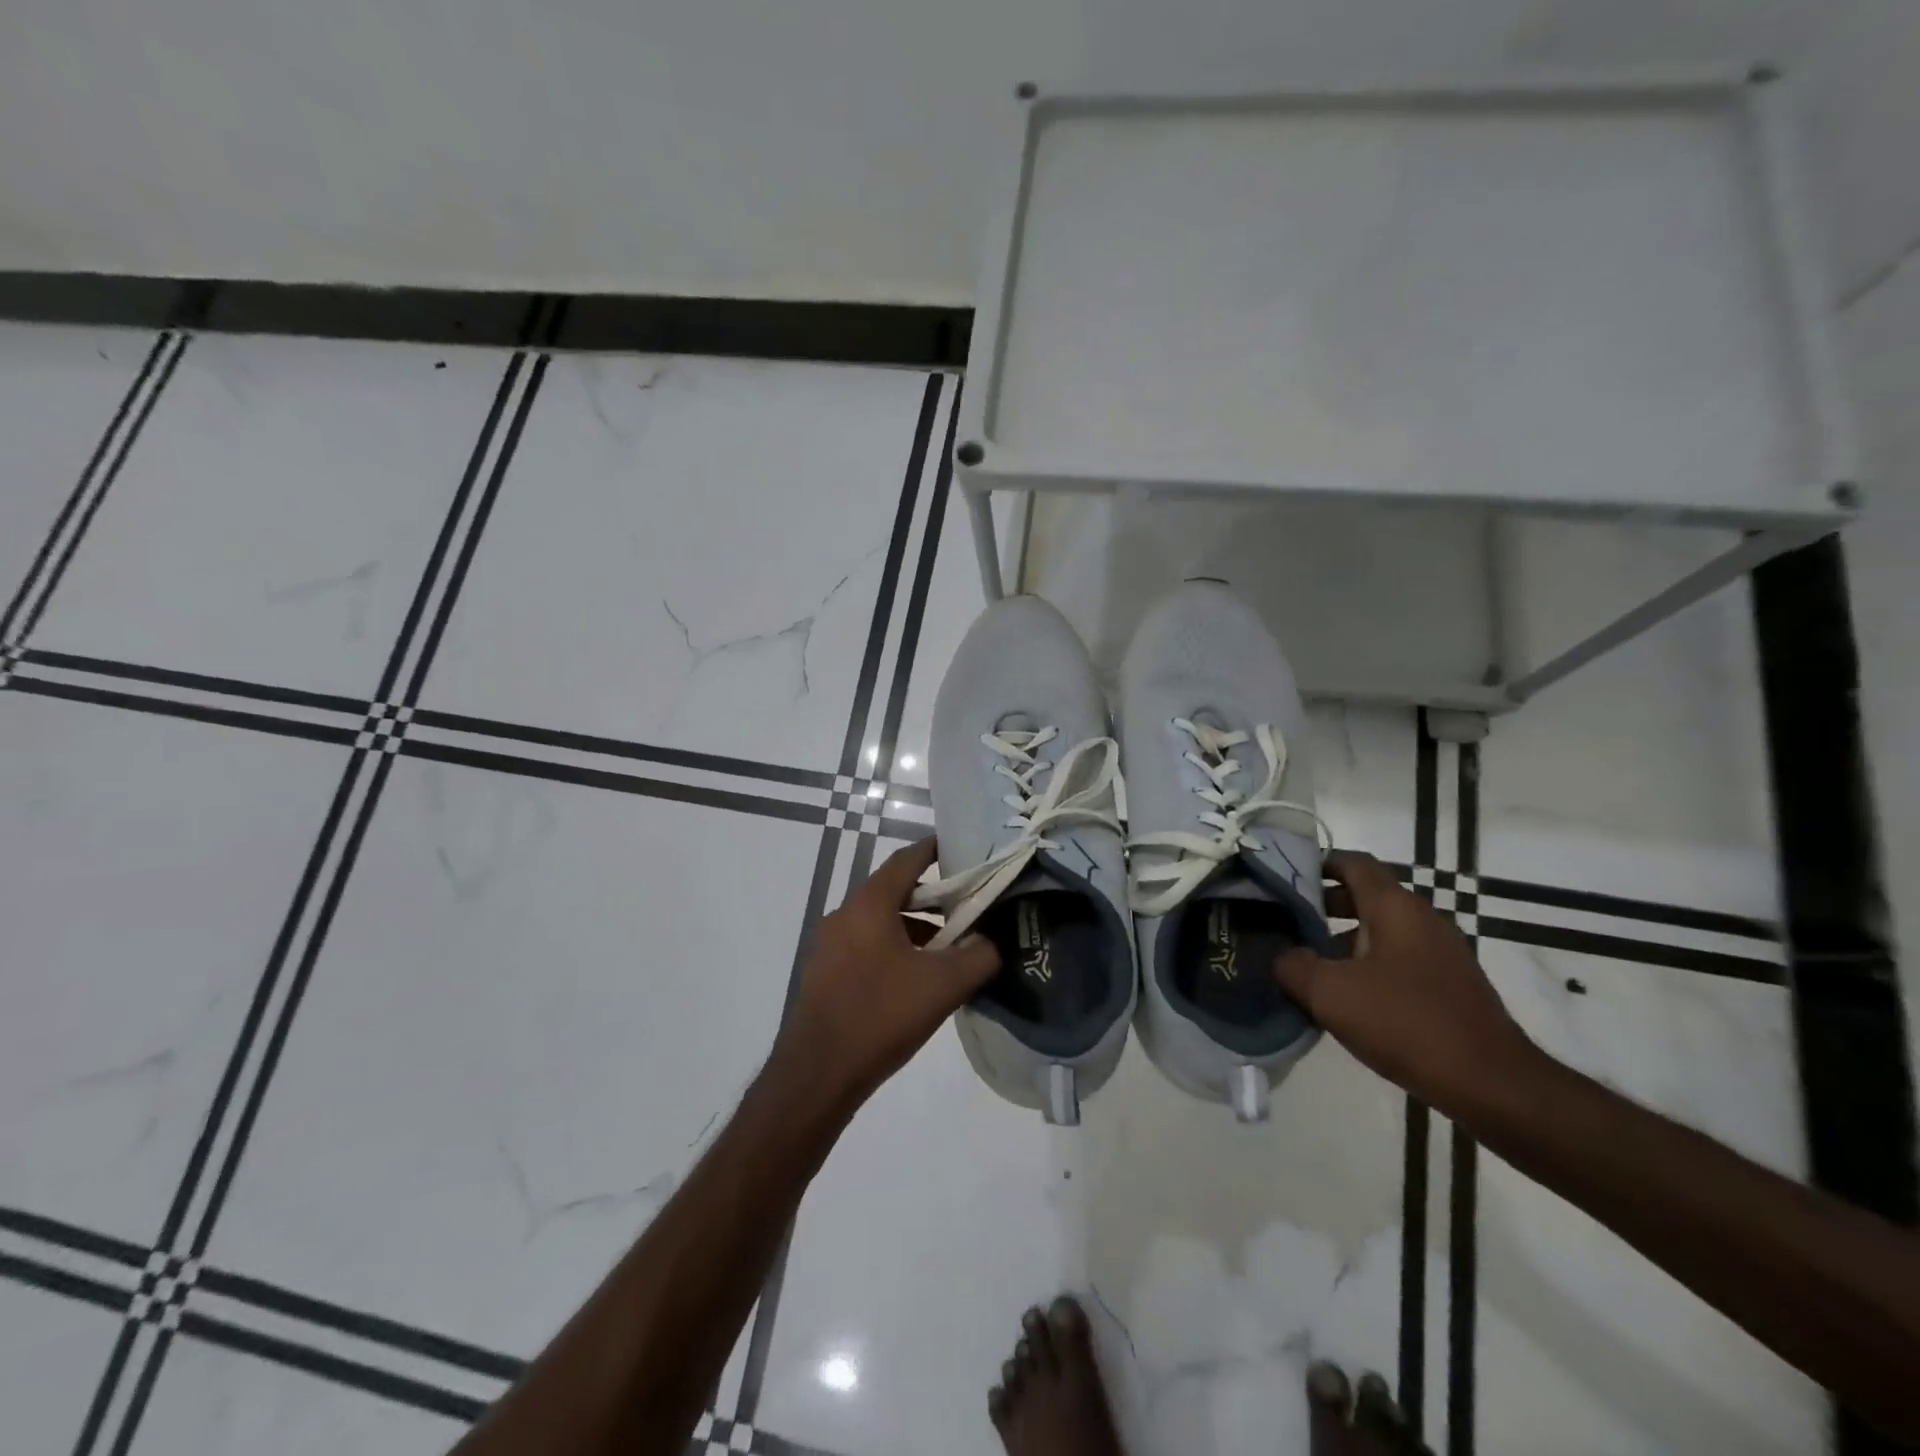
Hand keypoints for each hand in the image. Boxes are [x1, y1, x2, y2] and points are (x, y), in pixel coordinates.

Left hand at [774, 838, 1001, 1112]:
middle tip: (966, 907)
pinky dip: (893, 948)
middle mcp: (844, 915)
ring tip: (946, 949)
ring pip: (879, 922)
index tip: (961, 850)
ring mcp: (828, 945)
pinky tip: (914, 979)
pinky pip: (865, 946)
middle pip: (893, 891)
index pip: (905, 860)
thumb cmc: (881, 1016)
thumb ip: (979, 956)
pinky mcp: (824, 974)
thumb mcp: (943, 986)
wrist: (817, 1074)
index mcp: (869, 905)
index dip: (934, 850)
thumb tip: (993, 942)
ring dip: (913, 927)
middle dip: (931, 896)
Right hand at [1275, 850, 1538, 1113]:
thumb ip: (1293, 966)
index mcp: (1396, 908)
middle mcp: (1422, 920)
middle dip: (1324, 906)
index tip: (1285, 878)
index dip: (1318, 864)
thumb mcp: (1330, 994)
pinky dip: (1368, 967)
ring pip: (1382, 932)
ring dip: (1343, 941)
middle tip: (1286, 922)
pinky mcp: (1450, 987)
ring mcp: (1441, 954)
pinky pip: (1398, 961)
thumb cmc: (1406, 1023)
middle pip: (1366, 897)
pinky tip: (1346, 1000)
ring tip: (1307, 966)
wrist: (1493, 1086)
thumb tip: (1283, 956)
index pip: (1354, 864)